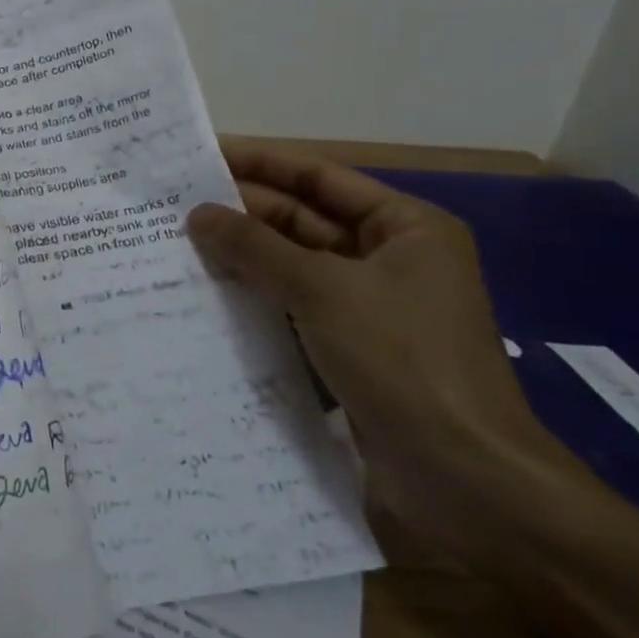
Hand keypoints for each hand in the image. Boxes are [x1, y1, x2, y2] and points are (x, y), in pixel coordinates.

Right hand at [186, 140, 563, 554]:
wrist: (465, 479)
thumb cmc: (402, 359)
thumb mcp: (321, 289)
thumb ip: (254, 247)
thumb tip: (197, 214)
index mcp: (405, 228)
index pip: (319, 177)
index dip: (260, 164)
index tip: (201, 158)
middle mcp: (389, 259)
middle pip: (303, 221)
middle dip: (244, 215)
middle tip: (174, 207)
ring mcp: (370, 308)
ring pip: (293, 268)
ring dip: (244, 260)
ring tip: (178, 247)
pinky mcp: (351, 350)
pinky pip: (293, 309)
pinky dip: (256, 301)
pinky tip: (206, 298)